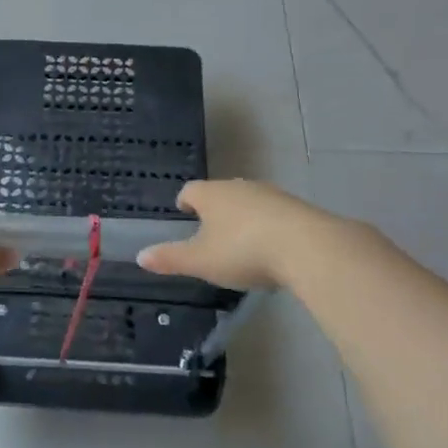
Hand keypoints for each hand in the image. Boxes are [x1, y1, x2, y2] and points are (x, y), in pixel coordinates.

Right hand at [135, 179, 334, 288]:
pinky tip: (271, 249)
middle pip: (221, 193)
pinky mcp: (298, 209)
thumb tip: (140, 256)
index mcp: (212, 194)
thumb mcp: (200, 261)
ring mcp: (272, 195)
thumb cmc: (243, 250)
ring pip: (249, 202)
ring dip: (243, 217)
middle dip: (214, 209)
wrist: (308, 247)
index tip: (183, 211)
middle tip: (209, 230)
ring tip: (240, 241)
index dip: (185, 201)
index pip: (191, 190)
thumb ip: (170, 258)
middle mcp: (240, 187)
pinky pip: (274, 214)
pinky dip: (268, 227)